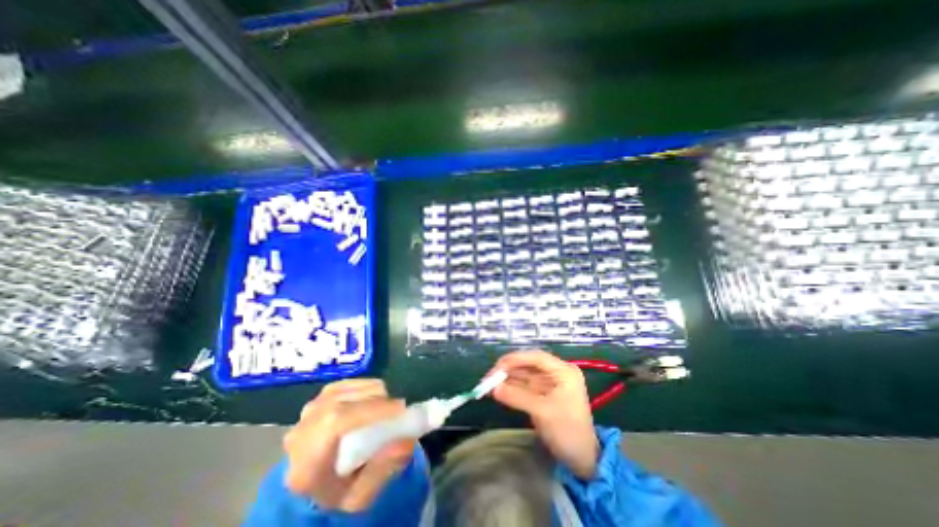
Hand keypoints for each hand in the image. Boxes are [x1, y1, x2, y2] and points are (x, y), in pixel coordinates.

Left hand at [283, 380, 413, 511]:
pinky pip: (346, 384)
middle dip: (376, 399)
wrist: (318, 481)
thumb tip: (406, 440)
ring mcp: (308, 411)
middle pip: (341, 401)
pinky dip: (365, 387)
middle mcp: (301, 431)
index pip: (336, 422)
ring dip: (372, 392)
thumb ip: (383, 471)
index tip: (400, 408)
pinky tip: (374, 399)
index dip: (371, 409)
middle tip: (398, 408)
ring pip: (346, 389)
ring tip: (387, 406)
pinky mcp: (318, 398)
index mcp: (306, 463)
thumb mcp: (361, 496)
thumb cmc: (340, 490)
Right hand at [488, 349, 596, 478]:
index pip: (536, 357)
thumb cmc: (568, 432)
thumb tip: (493, 389)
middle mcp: (555, 373)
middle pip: (527, 364)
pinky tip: (497, 391)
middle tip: (488, 379)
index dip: (515, 359)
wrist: (582, 460)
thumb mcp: (543, 412)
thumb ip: (518, 397)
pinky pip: (522, 386)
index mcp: (563, 371)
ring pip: (523, 375)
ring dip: (506, 379)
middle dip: (508, 370)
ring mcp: (548, 383)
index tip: (497, 367)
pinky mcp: (541, 394)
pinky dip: (510, 388)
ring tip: (487, 385)